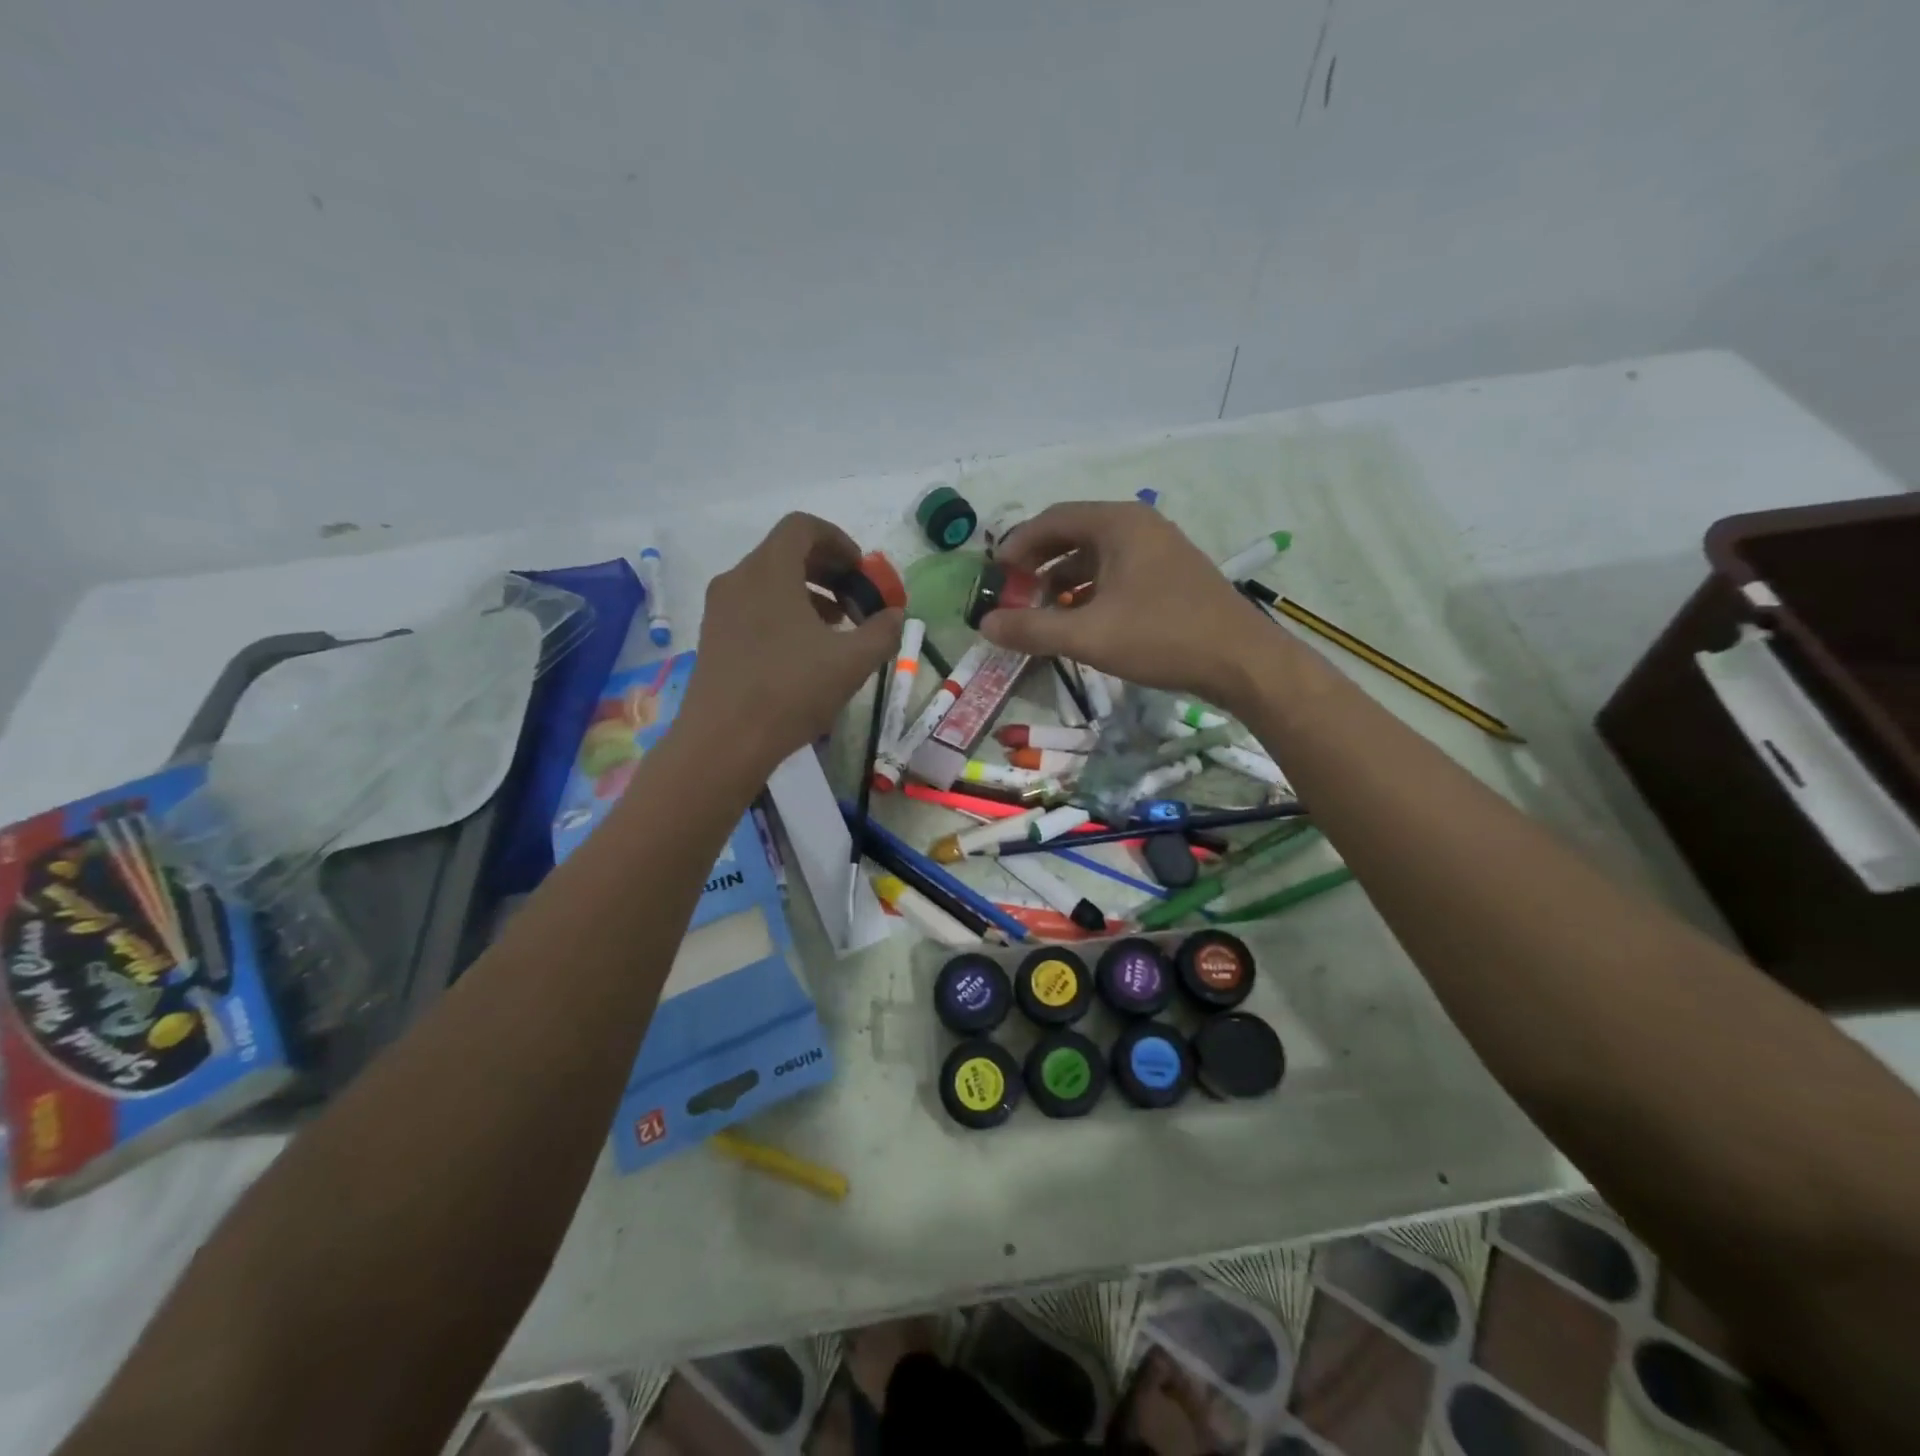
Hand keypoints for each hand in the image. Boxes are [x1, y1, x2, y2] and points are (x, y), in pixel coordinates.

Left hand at [679, 513, 902, 776]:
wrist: (724, 741)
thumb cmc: (791, 691)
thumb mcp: (853, 662)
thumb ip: (883, 631)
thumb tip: (896, 615)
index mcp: (769, 570)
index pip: (803, 527)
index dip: (838, 541)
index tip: (861, 571)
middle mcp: (738, 578)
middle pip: (786, 552)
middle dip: (827, 569)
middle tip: (855, 599)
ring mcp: (720, 608)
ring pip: (769, 581)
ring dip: (807, 593)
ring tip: (836, 627)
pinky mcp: (713, 636)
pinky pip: (753, 605)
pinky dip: (784, 612)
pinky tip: (805, 650)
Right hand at [978, 501, 1273, 709]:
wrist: (1241, 662)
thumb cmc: (1162, 637)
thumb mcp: (1088, 635)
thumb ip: (1032, 629)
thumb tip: (985, 625)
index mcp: (1118, 524)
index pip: (1052, 519)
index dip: (1017, 546)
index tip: (994, 576)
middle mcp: (1138, 526)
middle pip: (1073, 533)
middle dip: (1038, 563)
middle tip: (1013, 593)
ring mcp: (1158, 550)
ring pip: (1095, 556)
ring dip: (1062, 580)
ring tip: (1040, 612)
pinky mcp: (1170, 576)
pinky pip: (1117, 573)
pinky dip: (1090, 591)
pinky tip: (1080, 620)